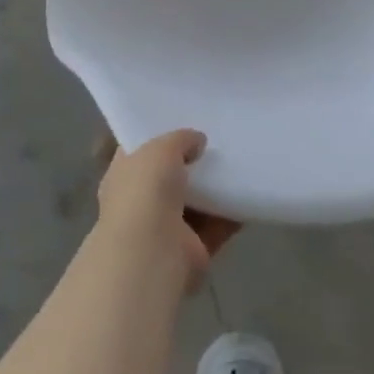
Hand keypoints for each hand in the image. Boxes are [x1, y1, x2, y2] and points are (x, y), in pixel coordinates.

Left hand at [95, 128, 240, 291]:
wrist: (151, 253)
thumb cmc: (145, 192)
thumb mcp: (160, 148)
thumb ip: (180, 139)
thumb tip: (197, 141)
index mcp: (123, 176)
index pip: (140, 150)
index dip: (161, 135)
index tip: (186, 120)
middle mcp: (141, 203)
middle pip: (170, 176)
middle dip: (193, 161)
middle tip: (219, 139)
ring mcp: (166, 229)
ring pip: (196, 201)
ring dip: (215, 187)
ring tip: (240, 160)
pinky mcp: (192, 249)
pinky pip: (217, 224)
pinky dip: (233, 212)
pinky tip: (250, 190)